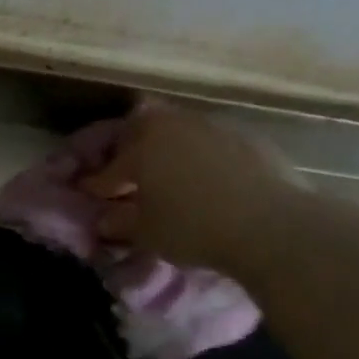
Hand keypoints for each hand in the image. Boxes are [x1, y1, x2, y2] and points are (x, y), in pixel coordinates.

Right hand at [79, 103, 309, 278]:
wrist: (271, 225)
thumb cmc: (193, 227)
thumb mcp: (145, 233)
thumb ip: (119, 222)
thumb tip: (105, 219)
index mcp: (143, 145)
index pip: (109, 169)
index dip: (95, 185)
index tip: (87, 195)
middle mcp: (176, 125)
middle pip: (143, 131)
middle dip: (129, 151)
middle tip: (125, 176)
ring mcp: (216, 127)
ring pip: (179, 133)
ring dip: (168, 151)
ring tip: (167, 177)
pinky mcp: (250, 139)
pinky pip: (212, 144)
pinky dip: (201, 158)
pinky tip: (205, 181)